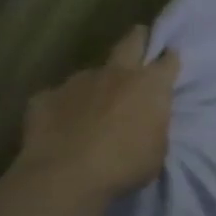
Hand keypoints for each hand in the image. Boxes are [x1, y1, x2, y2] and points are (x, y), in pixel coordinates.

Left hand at [15, 26, 179, 197]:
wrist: (67, 176)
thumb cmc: (126, 165)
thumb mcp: (157, 148)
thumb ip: (154, 124)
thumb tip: (145, 117)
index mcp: (149, 86)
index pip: (168, 60)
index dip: (169, 59)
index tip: (170, 61)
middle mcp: (115, 74)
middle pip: (131, 41)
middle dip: (138, 39)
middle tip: (140, 42)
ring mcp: (77, 82)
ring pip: (92, 73)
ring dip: (97, 84)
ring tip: (94, 107)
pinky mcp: (45, 97)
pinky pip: (59, 97)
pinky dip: (64, 107)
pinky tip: (62, 126)